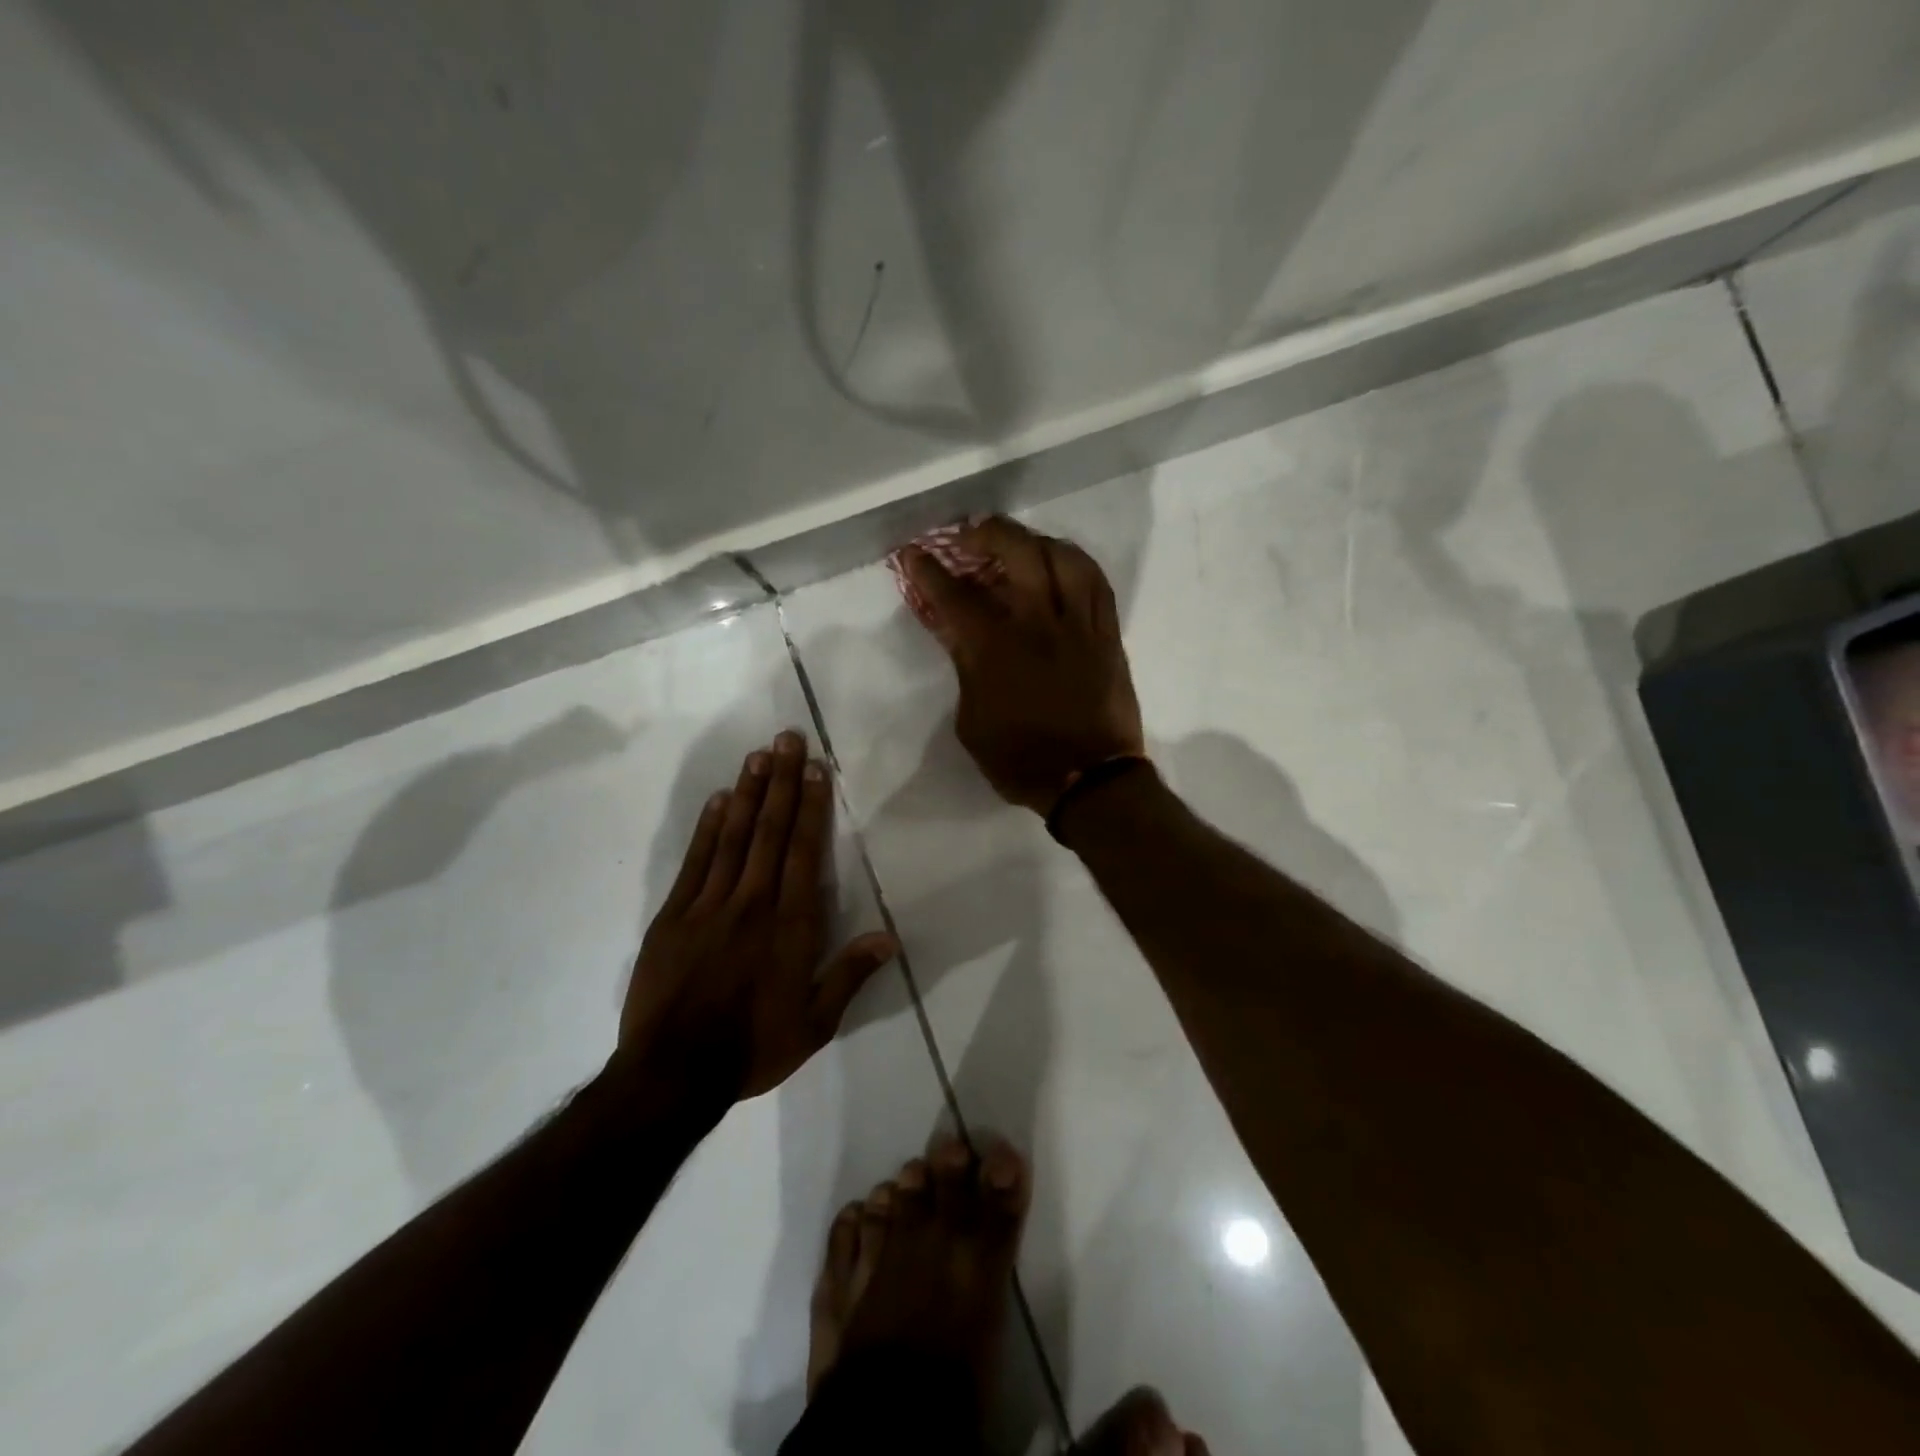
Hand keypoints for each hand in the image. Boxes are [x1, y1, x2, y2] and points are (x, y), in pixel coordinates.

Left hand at [618, 731, 898, 1101]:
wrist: (672, 1074)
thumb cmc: (751, 1048)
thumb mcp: (814, 1024)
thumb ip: (849, 975)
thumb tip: (891, 938)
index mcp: (789, 927)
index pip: (803, 853)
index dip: (811, 808)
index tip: (815, 769)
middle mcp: (751, 904)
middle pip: (769, 832)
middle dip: (781, 782)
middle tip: (786, 738)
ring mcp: (708, 906)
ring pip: (732, 837)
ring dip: (746, 793)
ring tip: (758, 755)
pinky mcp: (673, 916)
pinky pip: (694, 862)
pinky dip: (707, 828)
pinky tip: (717, 800)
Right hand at [902, 517, 1144, 814]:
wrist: (1088, 780)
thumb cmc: (1020, 760)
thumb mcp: (971, 722)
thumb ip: (965, 670)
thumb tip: (960, 636)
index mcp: (995, 649)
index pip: (954, 596)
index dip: (928, 569)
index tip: (913, 553)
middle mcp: (1038, 624)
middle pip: (1017, 553)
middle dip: (987, 534)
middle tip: (969, 537)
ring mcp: (1078, 625)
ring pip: (1063, 557)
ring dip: (1035, 540)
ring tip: (1020, 544)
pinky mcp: (1107, 635)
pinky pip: (1097, 583)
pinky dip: (1076, 563)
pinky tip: (1062, 564)